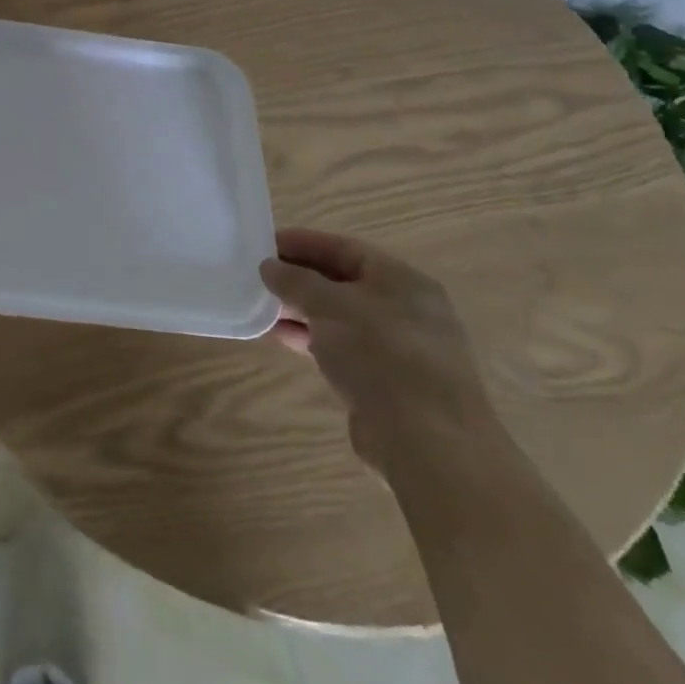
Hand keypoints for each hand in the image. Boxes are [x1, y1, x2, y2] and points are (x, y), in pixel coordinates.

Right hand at [259, 227, 496, 470]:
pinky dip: (311, 338)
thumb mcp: (330, 305)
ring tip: (260, 305)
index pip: (345, 249)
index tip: (263, 243)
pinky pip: (341, 347)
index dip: (303, 242)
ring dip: (300, 310)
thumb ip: (296, 281)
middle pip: (343, 282)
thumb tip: (269, 266)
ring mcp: (398, 348)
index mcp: (402, 281)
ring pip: (339, 317)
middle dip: (299, 277)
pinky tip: (279, 336)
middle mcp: (405, 309)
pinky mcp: (386, 381)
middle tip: (258, 274)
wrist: (426, 441)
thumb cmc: (380, 354)